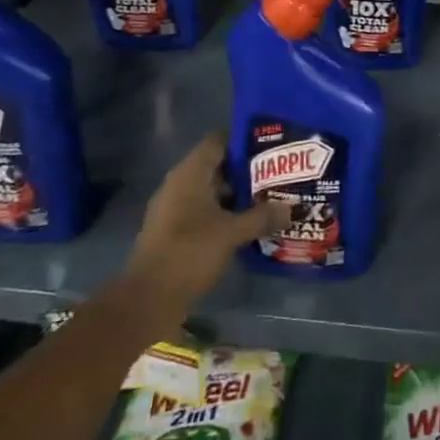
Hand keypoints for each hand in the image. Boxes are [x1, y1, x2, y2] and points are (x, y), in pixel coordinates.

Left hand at [124, 133, 280, 305]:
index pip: (219, 141)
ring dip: (239, 194)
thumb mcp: (232, 233)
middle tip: (280, 173)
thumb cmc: (189, 253)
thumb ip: (262, 217)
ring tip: (272, 197)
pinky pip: (206, 212)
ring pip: (213, 191)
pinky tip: (250, 223)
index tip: (273, 144)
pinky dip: (226, 214)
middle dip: (248, 169)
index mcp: (190, 174)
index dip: (245, 139)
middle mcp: (180, 185)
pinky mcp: (175, 231)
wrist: (148, 300)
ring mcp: (175, 209)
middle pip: (218, 166)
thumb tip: (291, 208)